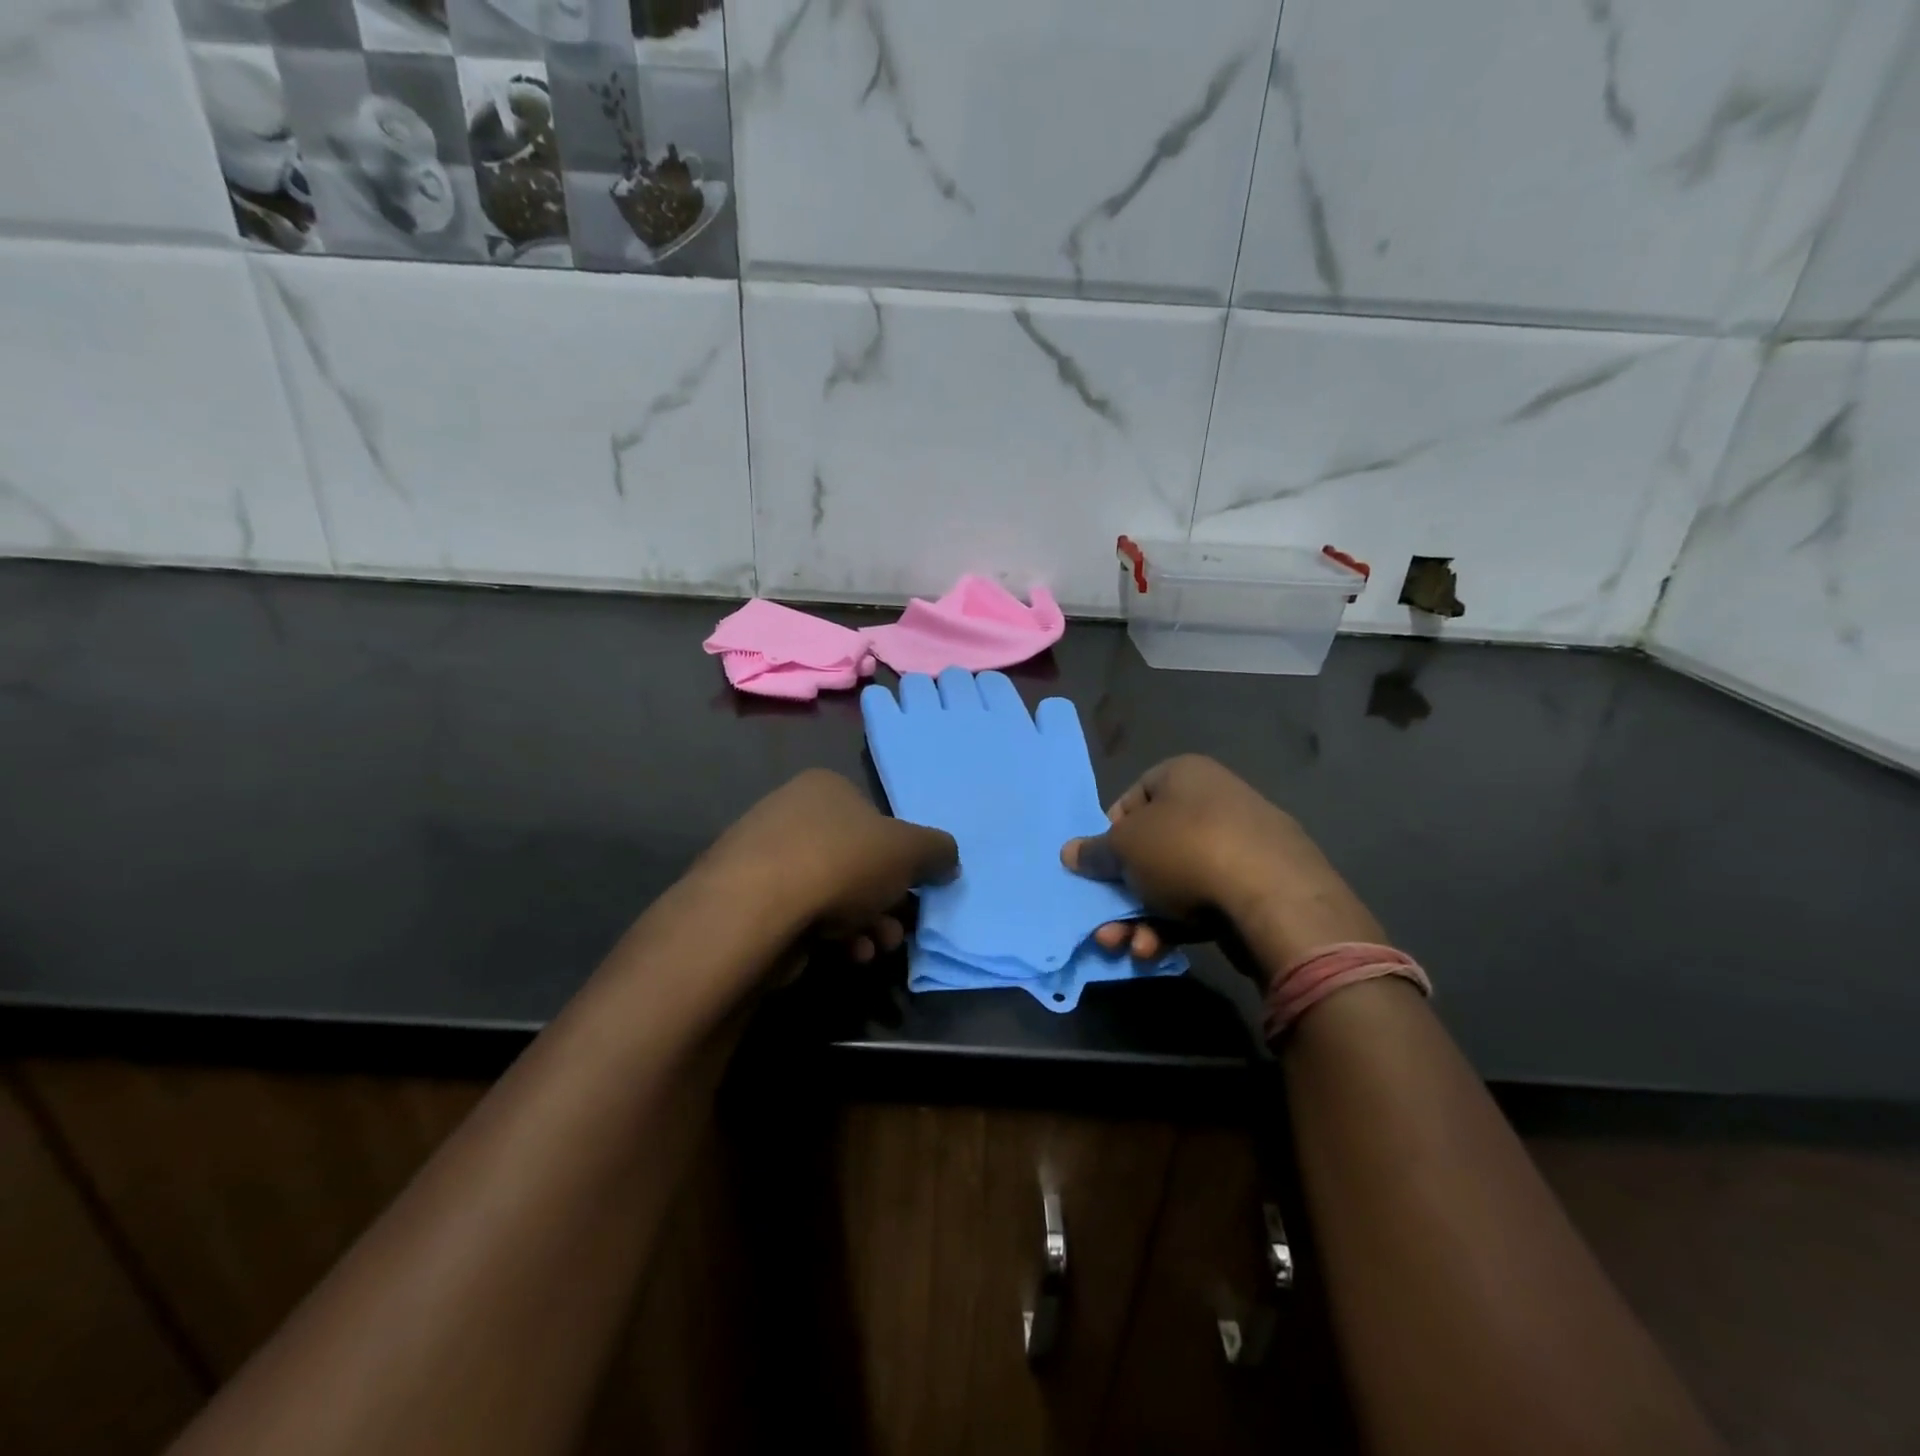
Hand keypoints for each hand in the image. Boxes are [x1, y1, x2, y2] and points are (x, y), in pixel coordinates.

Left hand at [697, 769, 957, 964]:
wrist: (759, 907)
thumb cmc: (843, 862)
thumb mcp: (910, 850)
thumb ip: (937, 851)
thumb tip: (948, 860)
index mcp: (825, 788)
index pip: (874, 818)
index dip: (900, 857)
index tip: (913, 890)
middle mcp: (790, 813)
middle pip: (855, 862)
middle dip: (885, 902)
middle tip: (898, 928)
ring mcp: (763, 858)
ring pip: (832, 893)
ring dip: (865, 924)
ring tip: (875, 948)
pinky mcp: (747, 901)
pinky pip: (802, 915)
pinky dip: (830, 935)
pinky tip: (845, 954)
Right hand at [1061, 755, 1382, 973]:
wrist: (1275, 897)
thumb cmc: (1186, 851)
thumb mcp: (1125, 848)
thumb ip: (1095, 852)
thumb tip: (1070, 852)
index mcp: (1185, 775)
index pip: (1133, 799)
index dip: (1111, 834)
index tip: (1101, 866)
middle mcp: (1215, 801)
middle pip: (1152, 849)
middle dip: (1123, 892)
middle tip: (1106, 924)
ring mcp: (1241, 846)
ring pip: (1174, 883)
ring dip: (1142, 918)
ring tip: (1128, 947)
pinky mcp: (1258, 888)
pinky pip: (1204, 902)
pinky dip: (1176, 925)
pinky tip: (1158, 951)